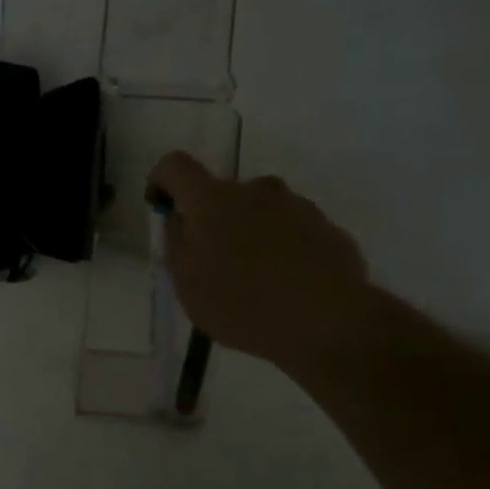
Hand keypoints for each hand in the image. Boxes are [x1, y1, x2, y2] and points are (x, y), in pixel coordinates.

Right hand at [147, 152, 379, 373]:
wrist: (329, 322)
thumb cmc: (242, 303)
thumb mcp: (187, 283)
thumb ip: (176, 243)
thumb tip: (179, 219)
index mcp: (213, 199)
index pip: (175, 166)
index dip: (161, 181)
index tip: (161, 208)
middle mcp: (255, 190)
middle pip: (221, 194)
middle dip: (210, 221)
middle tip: (211, 265)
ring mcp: (296, 205)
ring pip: (258, 213)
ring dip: (248, 235)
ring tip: (253, 282)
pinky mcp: (326, 227)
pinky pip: (289, 231)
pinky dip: (279, 249)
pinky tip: (284, 286)